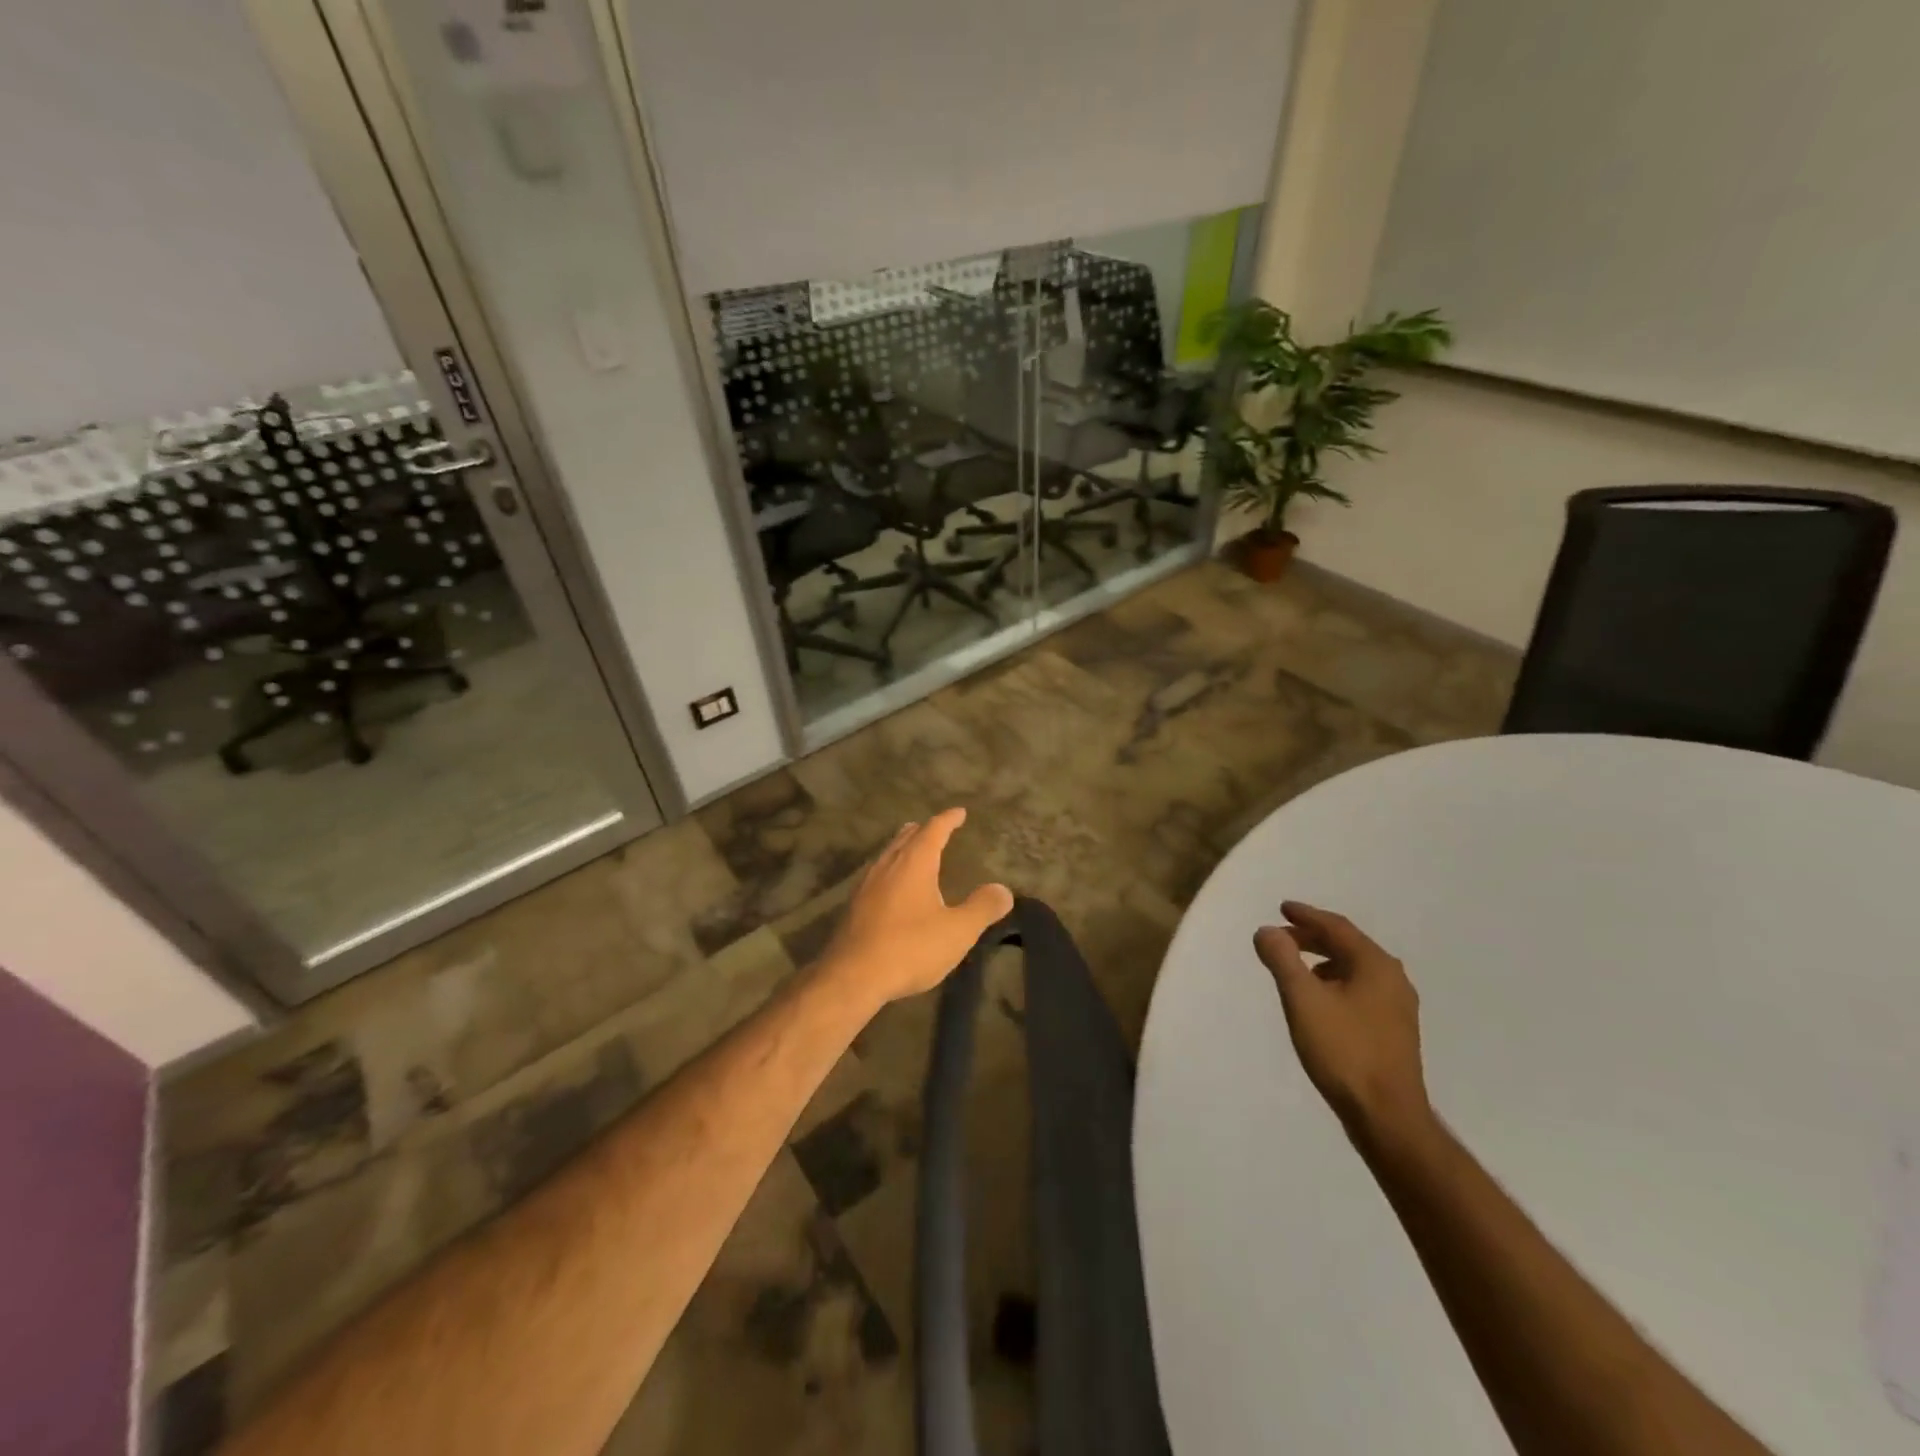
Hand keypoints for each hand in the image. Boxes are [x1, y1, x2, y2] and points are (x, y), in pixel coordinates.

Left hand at [817, 808, 1013, 1008]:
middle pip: (906, 837)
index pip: (933, 829)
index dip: (948, 819)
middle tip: (936, 828)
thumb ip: (982, 908)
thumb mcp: (957, 931)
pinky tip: (893, 888)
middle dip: (923, 830)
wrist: (852, 976)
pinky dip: (892, 870)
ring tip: (915, 852)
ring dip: (904, 848)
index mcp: (914, 862)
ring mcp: (867, 884)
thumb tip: (1003, 890)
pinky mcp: (854, 905)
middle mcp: (888, 865)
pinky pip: (877, 874)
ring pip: (889, 854)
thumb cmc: (910, 948)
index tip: (959, 812)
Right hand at [1254, 902, 1429, 1140]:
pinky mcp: (1394, 1030)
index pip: (1336, 927)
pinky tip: (1319, 999)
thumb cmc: (1343, 1050)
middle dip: (1312, 938)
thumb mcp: (1303, 999)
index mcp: (1375, 965)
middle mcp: (1393, 979)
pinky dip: (1335, 981)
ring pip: (1355, 969)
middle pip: (1347, 945)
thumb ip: (1282, 959)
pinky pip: (1361, 989)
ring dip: (1323, 961)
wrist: (1386, 1116)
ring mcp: (1398, 1007)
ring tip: (1295, 967)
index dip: (1306, 916)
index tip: (1282, 909)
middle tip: (1281, 937)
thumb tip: (1267, 931)